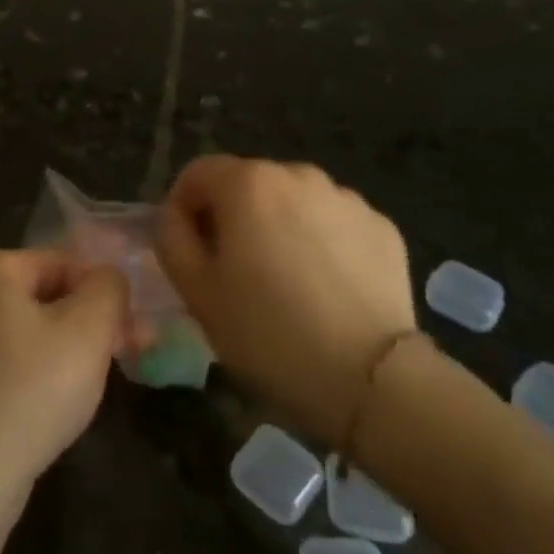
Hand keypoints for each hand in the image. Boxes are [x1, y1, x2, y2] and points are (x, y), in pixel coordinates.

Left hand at [0, 250, 129, 511]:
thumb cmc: (31, 391)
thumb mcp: (87, 331)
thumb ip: (108, 289)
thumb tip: (109, 278)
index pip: (65, 263)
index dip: (104, 295)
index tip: (133, 333)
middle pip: (49, 293)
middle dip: (91, 321)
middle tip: (126, 355)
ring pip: (34, 326)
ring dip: (72, 347)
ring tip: (97, 381)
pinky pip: (14, 354)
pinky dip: (42, 368)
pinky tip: (60, 399)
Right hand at [156, 156, 416, 446]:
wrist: (371, 380)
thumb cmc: (267, 333)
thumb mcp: (195, 290)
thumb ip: (172, 237)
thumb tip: (177, 215)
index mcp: (248, 183)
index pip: (197, 173)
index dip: (183, 207)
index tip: (189, 249)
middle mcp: (298, 174)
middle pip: (248, 184)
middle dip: (233, 216)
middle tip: (235, 271)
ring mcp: (346, 198)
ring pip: (293, 202)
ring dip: (279, 226)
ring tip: (285, 282)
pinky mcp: (382, 227)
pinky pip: (334, 223)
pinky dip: (322, 242)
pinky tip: (327, 289)